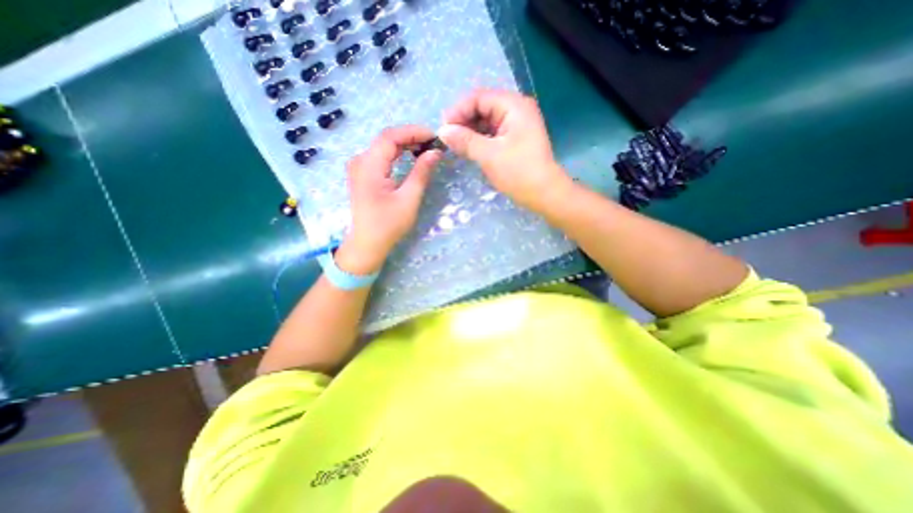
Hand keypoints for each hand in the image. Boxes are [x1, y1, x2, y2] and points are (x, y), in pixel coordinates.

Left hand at [338, 125, 445, 276]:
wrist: (367, 243)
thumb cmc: (388, 225)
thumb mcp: (408, 199)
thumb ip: (421, 173)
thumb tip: (435, 152)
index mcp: (369, 166)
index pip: (390, 136)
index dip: (413, 132)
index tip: (434, 136)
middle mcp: (360, 161)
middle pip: (386, 139)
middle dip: (411, 137)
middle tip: (433, 144)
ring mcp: (359, 167)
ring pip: (383, 147)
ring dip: (405, 145)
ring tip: (426, 149)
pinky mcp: (362, 174)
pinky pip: (381, 157)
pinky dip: (397, 154)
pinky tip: (410, 157)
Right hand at [435, 88, 567, 211]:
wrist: (544, 194)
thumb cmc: (519, 172)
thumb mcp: (489, 155)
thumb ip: (464, 140)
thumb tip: (442, 131)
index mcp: (513, 105)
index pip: (478, 98)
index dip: (458, 111)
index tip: (442, 129)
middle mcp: (516, 109)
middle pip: (482, 107)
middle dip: (463, 121)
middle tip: (447, 138)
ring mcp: (517, 124)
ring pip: (486, 121)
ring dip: (470, 131)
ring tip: (455, 145)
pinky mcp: (515, 139)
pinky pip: (492, 133)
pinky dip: (479, 139)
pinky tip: (468, 148)